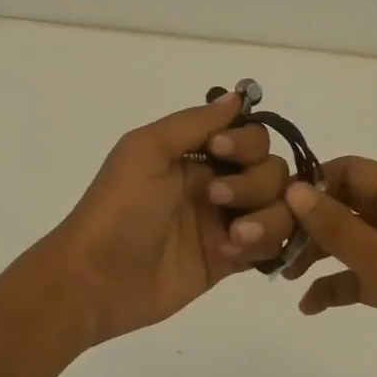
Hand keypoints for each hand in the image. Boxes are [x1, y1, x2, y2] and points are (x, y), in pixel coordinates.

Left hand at [39, 91, 299, 344]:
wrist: (96, 280)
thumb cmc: (118, 209)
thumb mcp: (146, 151)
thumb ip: (193, 122)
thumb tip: (238, 96)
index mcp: (195, 154)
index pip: (251, 137)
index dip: (246, 143)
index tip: (220, 151)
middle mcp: (216, 184)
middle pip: (272, 172)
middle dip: (254, 184)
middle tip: (216, 199)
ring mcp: (224, 224)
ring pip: (279, 210)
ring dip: (267, 218)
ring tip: (235, 236)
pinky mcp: (228, 261)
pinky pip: (270, 247)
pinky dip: (263, 246)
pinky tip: (232, 254)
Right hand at [281, 157, 376, 376]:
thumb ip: (338, 228)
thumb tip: (294, 190)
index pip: (350, 171)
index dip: (313, 183)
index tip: (278, 207)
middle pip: (347, 205)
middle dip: (311, 224)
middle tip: (276, 247)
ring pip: (352, 240)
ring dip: (319, 254)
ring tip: (287, 276)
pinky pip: (364, 273)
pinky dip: (339, 284)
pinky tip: (311, 305)